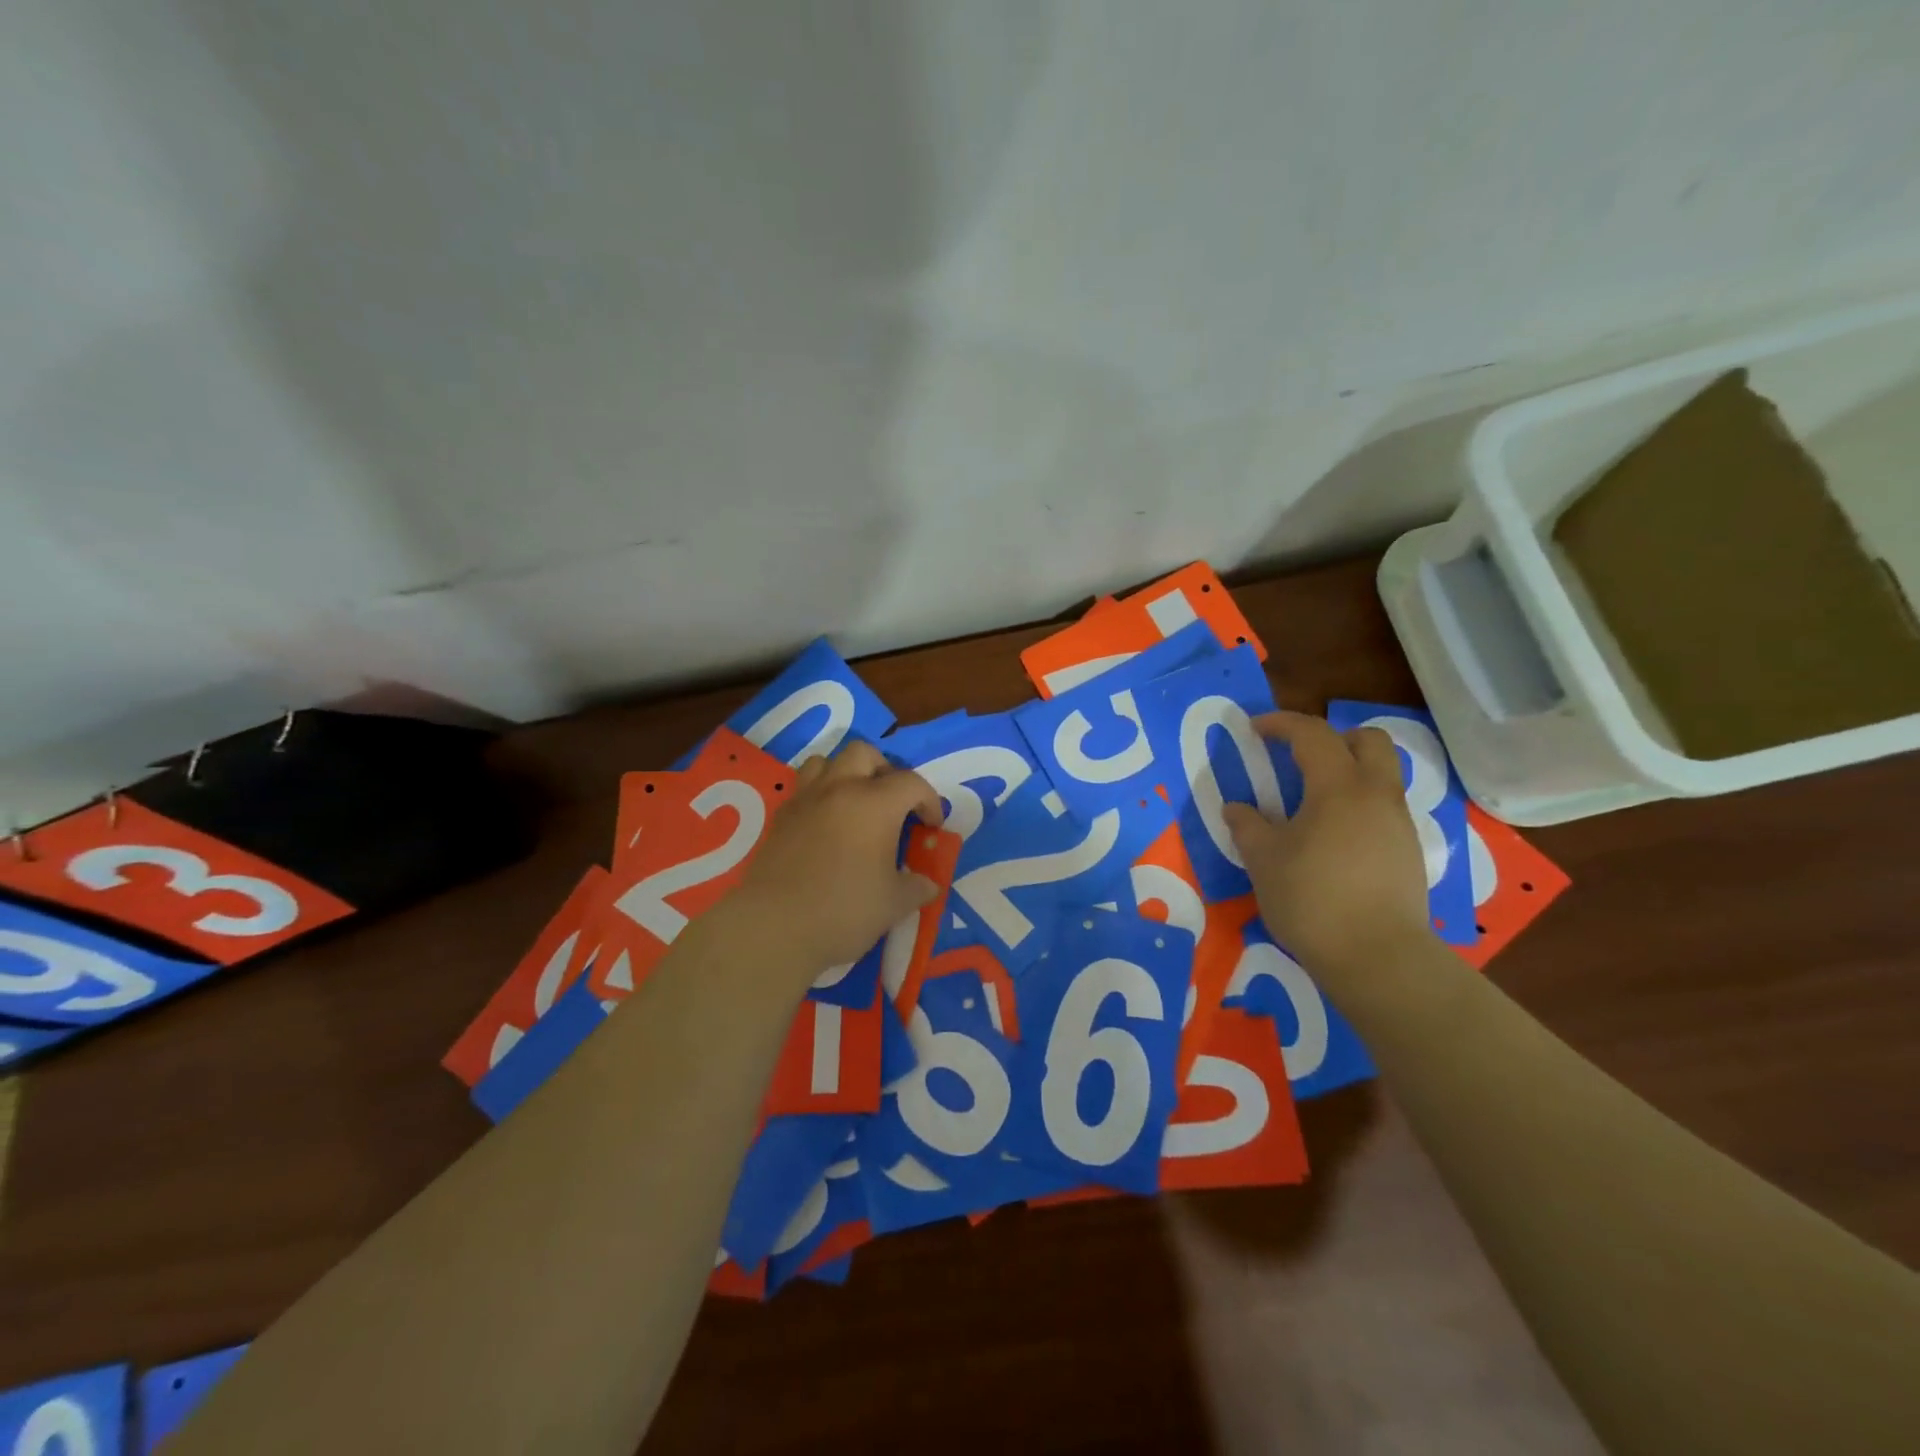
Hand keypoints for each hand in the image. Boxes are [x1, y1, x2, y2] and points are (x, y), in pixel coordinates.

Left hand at [732, 741, 943, 970]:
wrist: (774, 927)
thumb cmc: (844, 910)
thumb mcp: (894, 904)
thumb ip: (916, 887)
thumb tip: (928, 884)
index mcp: (875, 804)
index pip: (912, 783)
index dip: (929, 801)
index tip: (931, 827)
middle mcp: (840, 789)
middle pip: (864, 753)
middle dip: (884, 770)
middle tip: (892, 803)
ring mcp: (805, 800)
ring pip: (826, 761)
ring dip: (845, 774)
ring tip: (854, 804)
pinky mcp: (780, 817)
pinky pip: (802, 788)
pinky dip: (818, 795)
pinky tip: (824, 825)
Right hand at [1221, 711, 1432, 980]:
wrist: (1378, 957)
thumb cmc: (1312, 898)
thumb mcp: (1263, 860)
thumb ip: (1247, 826)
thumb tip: (1236, 808)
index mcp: (1338, 787)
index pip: (1312, 734)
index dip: (1281, 724)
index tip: (1255, 729)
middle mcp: (1376, 794)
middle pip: (1368, 740)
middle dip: (1333, 737)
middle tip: (1299, 757)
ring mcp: (1399, 823)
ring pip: (1381, 774)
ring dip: (1349, 771)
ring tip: (1313, 800)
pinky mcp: (1408, 852)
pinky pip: (1384, 807)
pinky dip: (1359, 804)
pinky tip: (1334, 837)